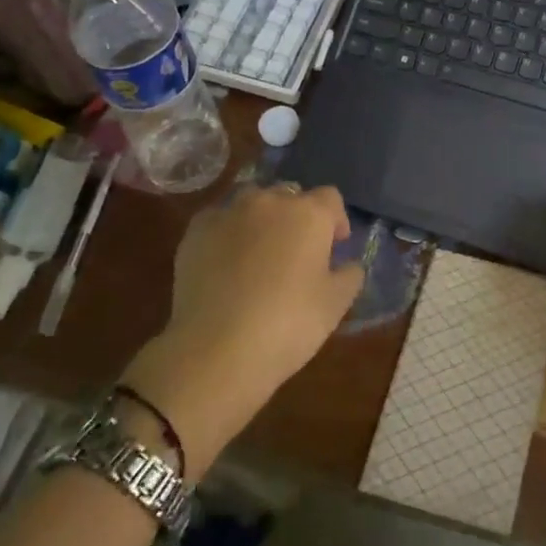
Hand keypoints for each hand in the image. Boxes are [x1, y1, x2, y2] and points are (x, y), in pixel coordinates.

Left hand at [121, 185, 362, 471]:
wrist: (216, 350)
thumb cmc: (288, 324)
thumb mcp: (336, 305)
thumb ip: (349, 275)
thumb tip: (348, 265)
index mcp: (310, 214)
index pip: (331, 198)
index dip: (335, 220)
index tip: (334, 246)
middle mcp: (270, 202)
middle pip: (290, 195)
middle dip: (297, 216)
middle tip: (296, 252)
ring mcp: (229, 213)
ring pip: (252, 202)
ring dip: (261, 219)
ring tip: (258, 252)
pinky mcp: (196, 232)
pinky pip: (218, 220)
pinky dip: (226, 233)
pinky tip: (224, 262)